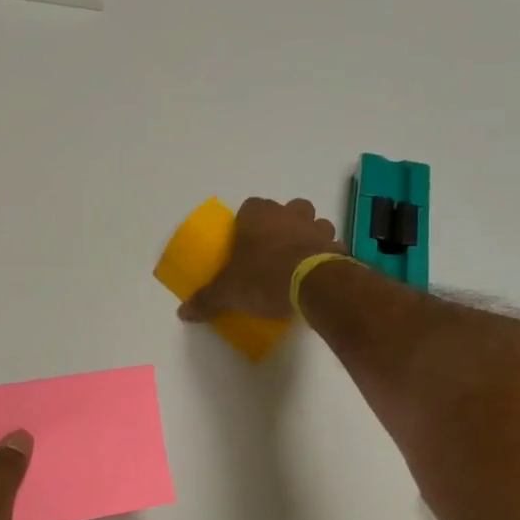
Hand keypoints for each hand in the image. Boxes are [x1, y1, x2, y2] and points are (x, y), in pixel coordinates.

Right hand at [180, 197, 344, 322]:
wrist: (312, 285)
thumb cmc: (263, 277)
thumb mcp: (227, 292)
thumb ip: (206, 299)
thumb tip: (182, 312)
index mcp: (258, 216)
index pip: (250, 206)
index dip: (248, 221)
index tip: (245, 240)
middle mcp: (289, 215)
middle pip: (290, 208)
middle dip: (286, 222)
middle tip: (275, 247)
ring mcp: (317, 229)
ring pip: (317, 223)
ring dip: (311, 236)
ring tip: (301, 259)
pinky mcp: (337, 248)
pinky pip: (333, 247)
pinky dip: (329, 256)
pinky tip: (320, 274)